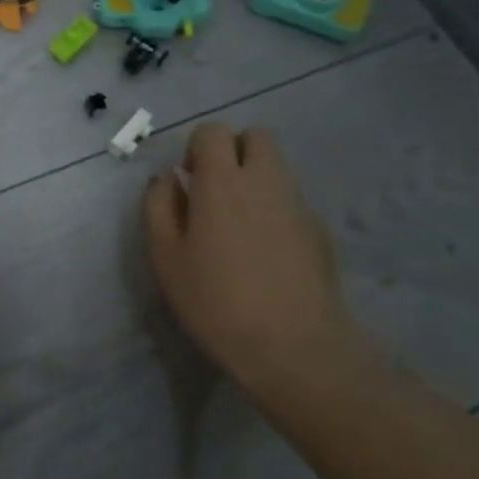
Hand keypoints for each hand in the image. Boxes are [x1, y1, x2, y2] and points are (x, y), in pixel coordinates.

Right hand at [142, 123, 354, 388]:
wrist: (294, 348)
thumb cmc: (216, 302)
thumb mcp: (166, 257)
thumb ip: (159, 207)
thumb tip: (166, 179)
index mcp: (222, 182)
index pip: (213, 131)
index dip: (196, 147)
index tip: (188, 180)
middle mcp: (264, 181)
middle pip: (256, 136)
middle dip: (234, 151)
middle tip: (215, 190)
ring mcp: (298, 204)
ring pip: (277, 167)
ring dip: (255, 178)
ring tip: (238, 224)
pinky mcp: (319, 230)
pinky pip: (291, 200)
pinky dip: (275, 209)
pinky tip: (266, 253)